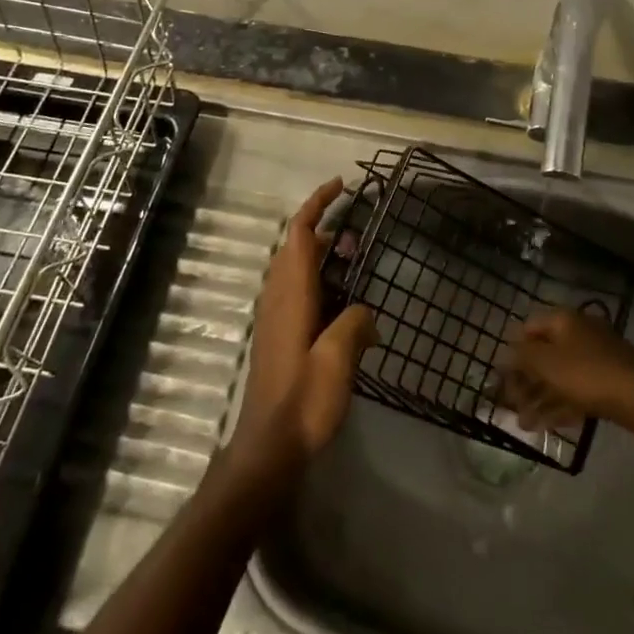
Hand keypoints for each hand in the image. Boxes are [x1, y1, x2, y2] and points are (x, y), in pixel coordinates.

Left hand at [229, 178, 375, 476]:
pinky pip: (297, 291)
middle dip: (326, 230)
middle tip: (359, 239)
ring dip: (323, 259)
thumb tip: (364, 312)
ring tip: (355, 268)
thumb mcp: (338, 359)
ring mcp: (275, 316)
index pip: (301, 232)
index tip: (341, 185)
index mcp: (291, 292)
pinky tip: (342, 308)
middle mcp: (278, 296)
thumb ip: (355, 323)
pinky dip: (319, 282)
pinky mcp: (278, 335)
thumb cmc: (304, 400)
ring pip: (297, 269)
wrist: (269, 447)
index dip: (318, 203)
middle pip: (297, 246)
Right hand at [502, 307, 633, 430]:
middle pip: (545, 355)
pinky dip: (560, 404)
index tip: (502, 375)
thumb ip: (522, 356)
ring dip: (540, 398)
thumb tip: (505, 352)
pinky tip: (546, 426)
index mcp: (564, 320)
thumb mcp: (546, 363)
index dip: (513, 350)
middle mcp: (579, 332)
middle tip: (512, 405)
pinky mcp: (608, 380)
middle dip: (526, 382)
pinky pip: (577, 389)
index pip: (529, 328)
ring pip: (560, 376)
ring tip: (524, 424)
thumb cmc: (586, 374)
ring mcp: (596, 356)